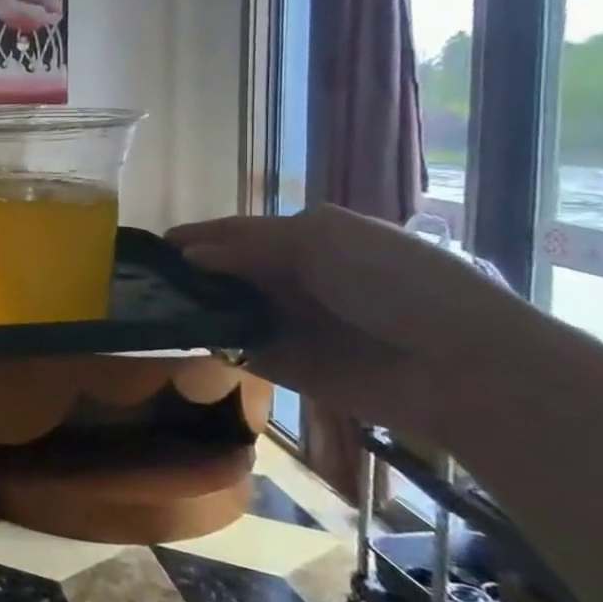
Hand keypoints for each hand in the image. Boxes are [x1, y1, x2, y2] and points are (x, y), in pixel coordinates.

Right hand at [169, 205, 550, 442]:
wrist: (461, 366)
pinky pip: (240, 351)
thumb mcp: (320, 241)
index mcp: (310, 238)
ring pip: (229, 310)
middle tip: (141, 279)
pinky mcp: (291, 368)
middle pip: (229, 272)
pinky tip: (177, 339)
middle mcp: (297, 279)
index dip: (199, 236)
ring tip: (147, 307)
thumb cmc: (394, 283)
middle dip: (190, 274)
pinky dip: (212, 345)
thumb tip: (188, 255)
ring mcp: (293, 324)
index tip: (153, 245)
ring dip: (196, 309)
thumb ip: (249, 245)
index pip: (239, 233)